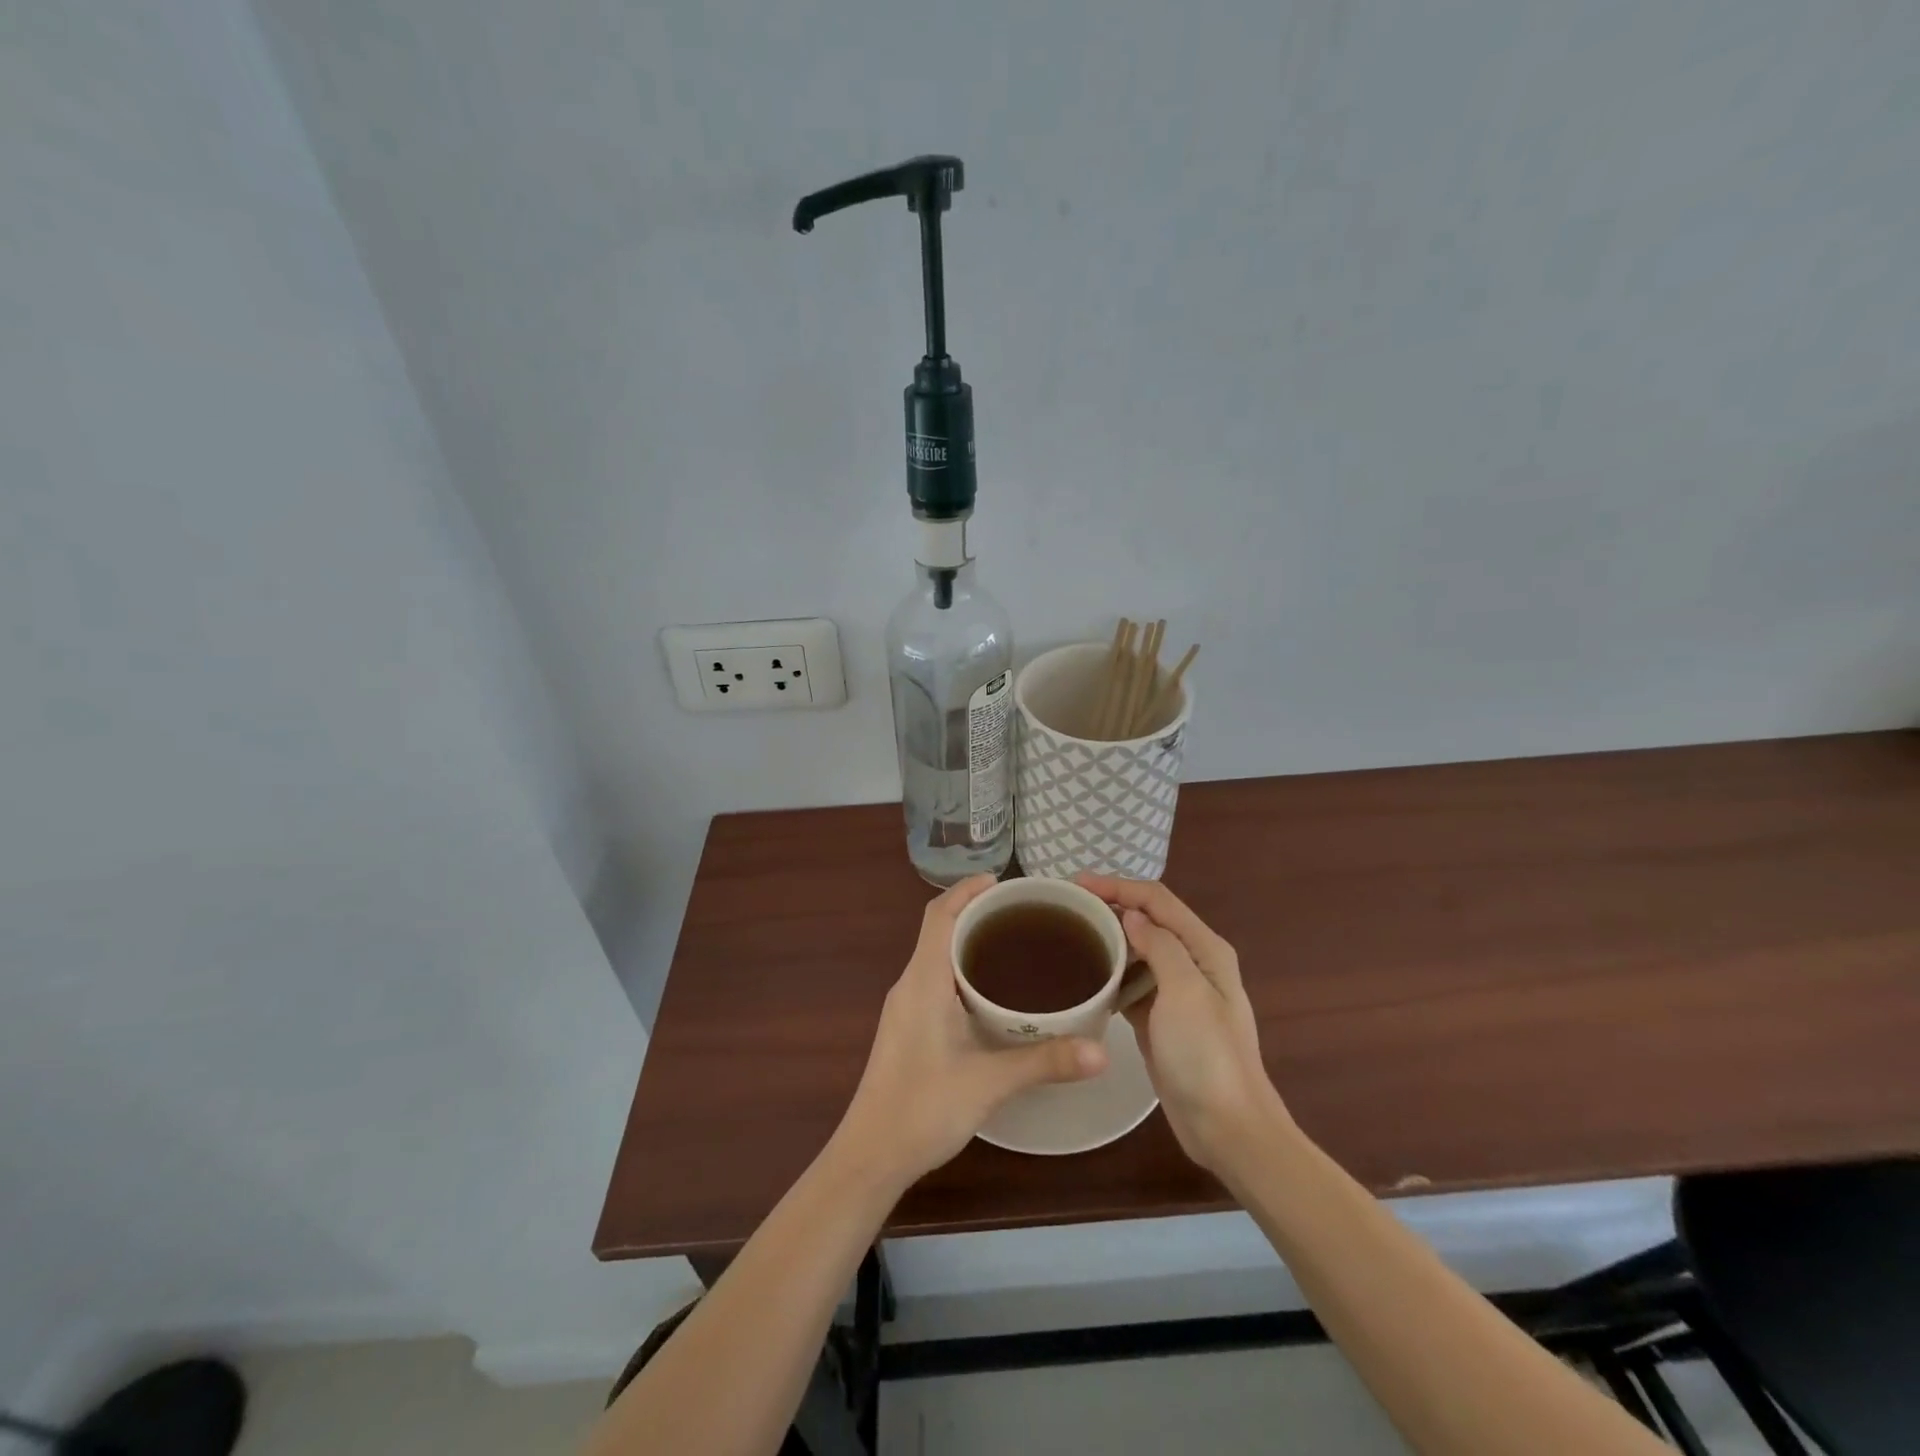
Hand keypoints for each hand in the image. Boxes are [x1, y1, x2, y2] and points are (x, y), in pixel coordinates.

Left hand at [835, 875, 1108, 1188]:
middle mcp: (910, 985)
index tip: (1002, 882)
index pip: (939, 915)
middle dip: (975, 913)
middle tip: (1023, 915)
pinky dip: (962, 970)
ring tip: (1015, 946)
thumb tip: (1101, 1052)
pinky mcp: (908, 1029)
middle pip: (939, 930)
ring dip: (968, 942)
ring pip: (937, 957)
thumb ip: (1044, 1062)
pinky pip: (936, 981)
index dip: (966, 890)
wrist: (871, 1156)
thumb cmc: (922, 1108)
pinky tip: (992, 995)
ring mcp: (905, 1008)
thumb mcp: (989, 1082)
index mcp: (923, 980)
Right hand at [1076, 874, 1289, 1175]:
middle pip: (1148, 921)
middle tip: (1066, 907)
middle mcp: (1193, 963)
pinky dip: (1111, 974)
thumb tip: (1131, 915)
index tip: (1075, 884)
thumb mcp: (1184, 992)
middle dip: (1110, 907)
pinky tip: (1085, 977)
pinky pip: (1132, 984)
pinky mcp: (1161, 1020)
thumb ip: (1160, 946)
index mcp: (1205, 949)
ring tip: (1069, 934)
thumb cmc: (1207, 1056)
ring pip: (1138, 952)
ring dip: (1108, 939)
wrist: (1228, 1128)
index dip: (1118, 886)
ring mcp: (1177, 993)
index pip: (1157, 901)